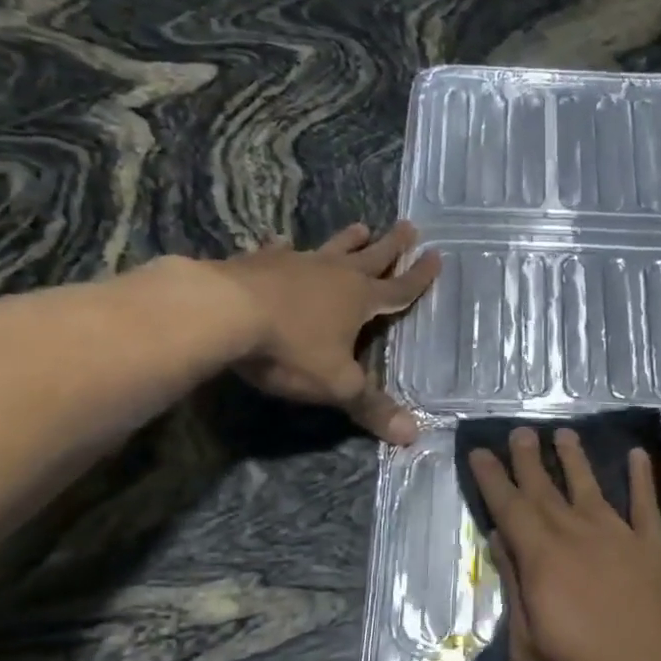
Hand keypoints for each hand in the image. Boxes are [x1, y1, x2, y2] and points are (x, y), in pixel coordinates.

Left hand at [216, 222, 439, 444]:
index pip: (399, 289)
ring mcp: (295, 264)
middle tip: (409, 226)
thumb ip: (372, 407)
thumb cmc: (290, 349)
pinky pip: (278, 251)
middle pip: (371, 257)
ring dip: (347, 240)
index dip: (419, 277)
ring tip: (361, 226)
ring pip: (330, 248)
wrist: (222, 313)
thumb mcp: (337, 384)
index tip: (437, 256)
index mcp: (359, 300)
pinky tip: (282, 242)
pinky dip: (284, 248)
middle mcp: (333, 275)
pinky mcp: (258, 263)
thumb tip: (413, 435)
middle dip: (392, 246)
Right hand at [468, 427, 660, 660]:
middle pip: (548, 489)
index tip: (481, 452)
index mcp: (545, 561)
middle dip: (529, 459)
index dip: (493, 478)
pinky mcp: (660, 552)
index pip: (510, 507)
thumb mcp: (530, 651)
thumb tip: (502, 540)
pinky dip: (641, 478)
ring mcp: (625, 540)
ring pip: (593, 487)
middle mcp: (582, 537)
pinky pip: (648, 505)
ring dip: (576, 459)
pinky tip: (636, 457)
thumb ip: (515, 590)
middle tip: (518, 432)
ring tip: (564, 434)